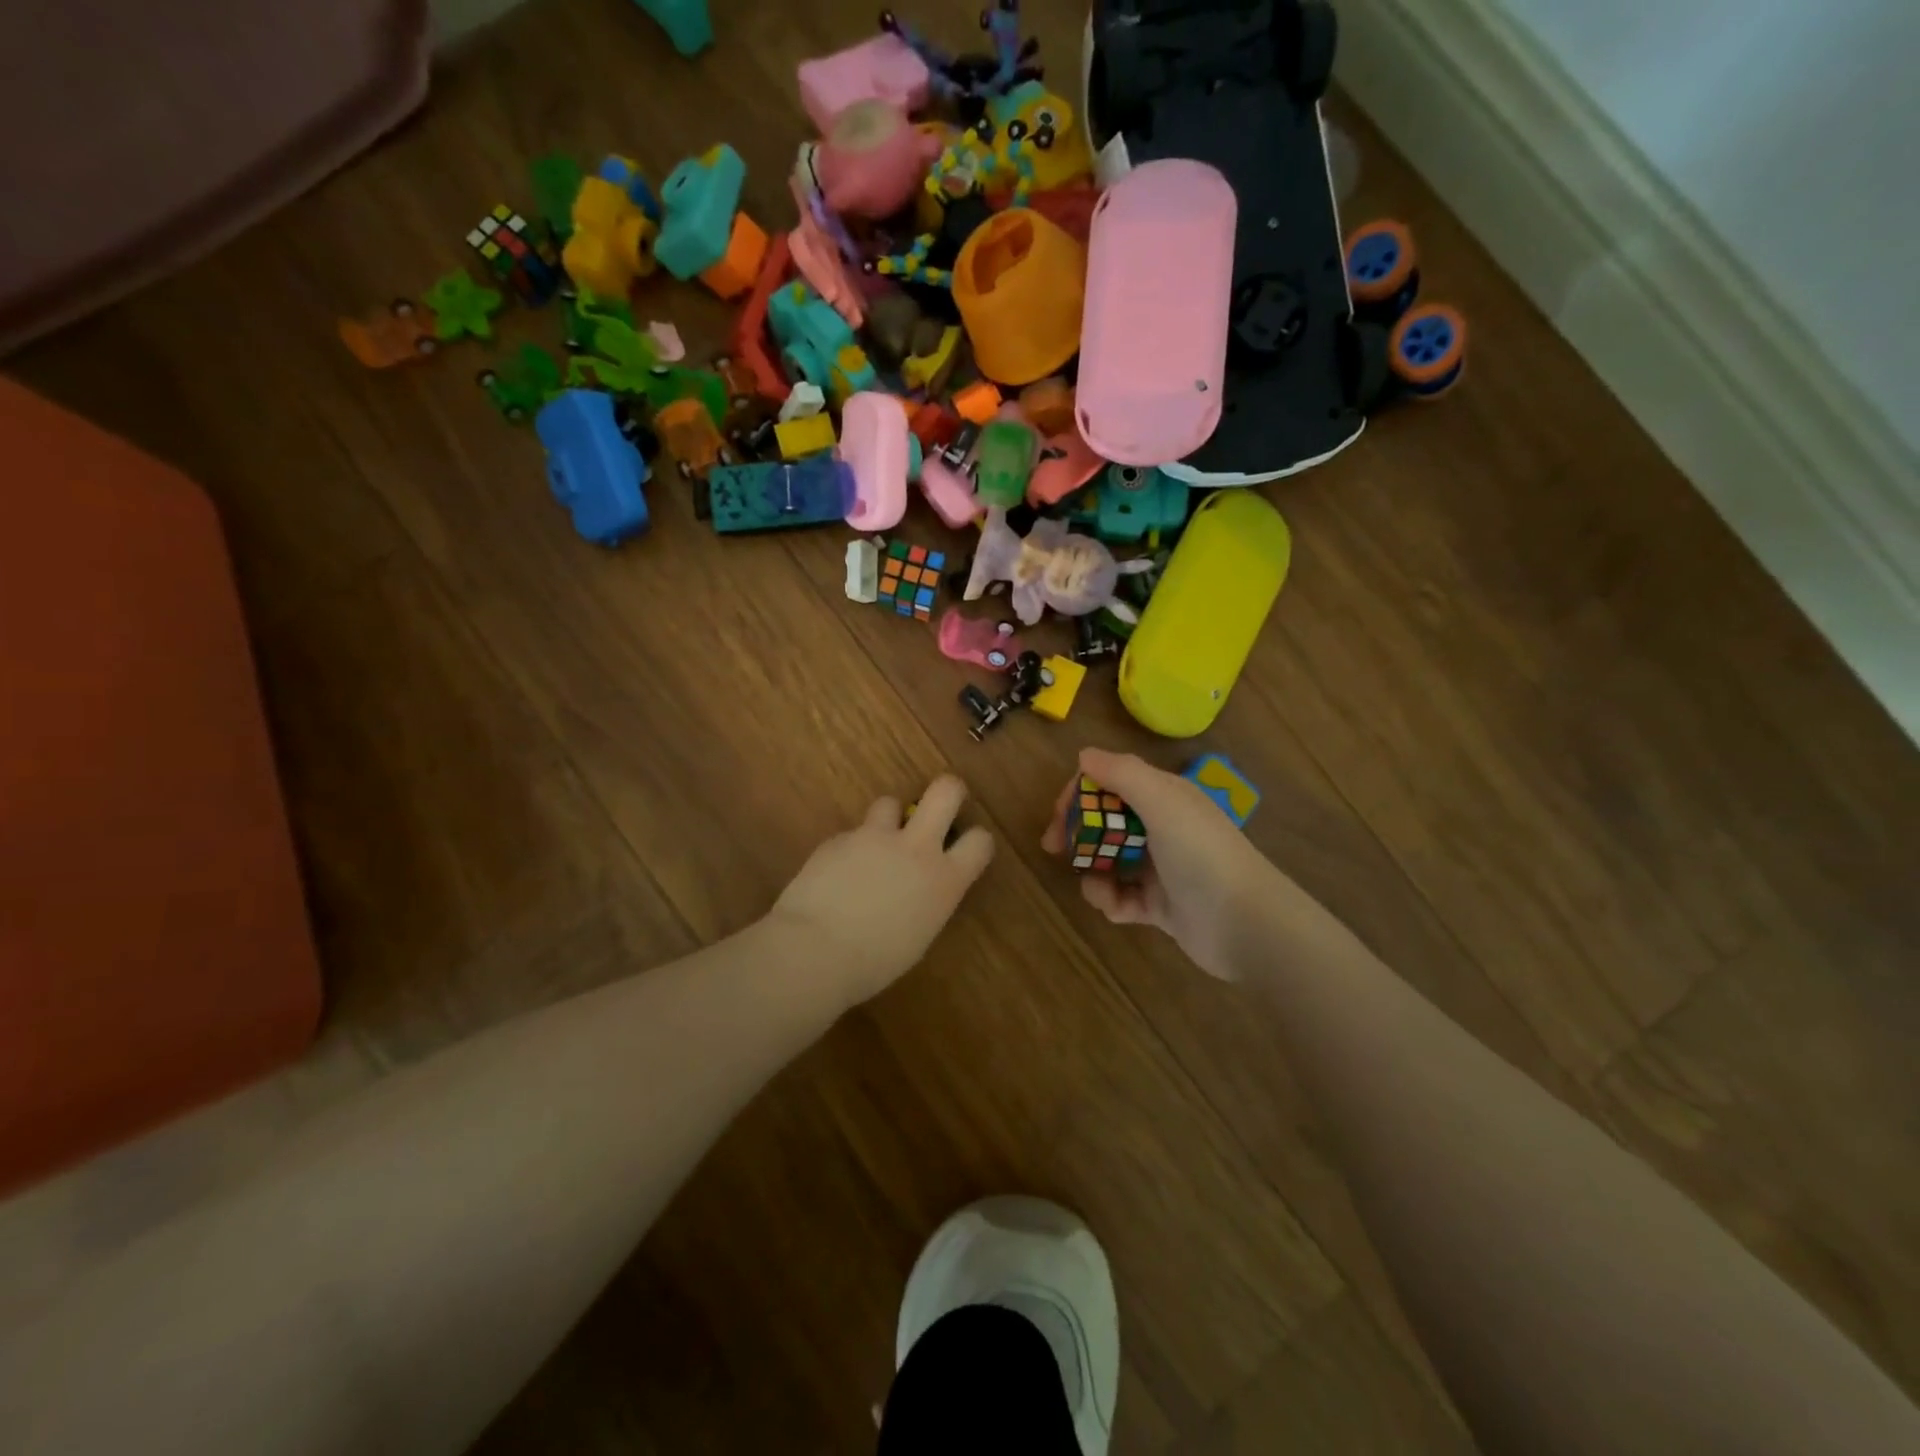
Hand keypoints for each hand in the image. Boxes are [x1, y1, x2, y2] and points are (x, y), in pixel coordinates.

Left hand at [770, 775, 994, 1006]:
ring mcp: (874, 837)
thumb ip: (926, 901)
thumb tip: (918, 890)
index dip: (976, 840)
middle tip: (940, 805)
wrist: (814, 951)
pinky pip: (852, 835)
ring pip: (890, 803)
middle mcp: (916, 847)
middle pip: (946, 791)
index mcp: (944, 880)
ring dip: (888, 820)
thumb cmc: (873, 963)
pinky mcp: (839, 838)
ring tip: (875, 845)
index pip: (981, 841)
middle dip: (948, 791)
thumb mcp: (918, 936)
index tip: (965, 847)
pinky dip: (850, 849)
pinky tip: (835, 876)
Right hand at [1041, 748, 1274, 978]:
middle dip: (1079, 833)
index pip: (1111, 782)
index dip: (1080, 793)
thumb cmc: (1201, 854)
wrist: (1246, 925)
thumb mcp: (1162, 802)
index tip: (1057, 814)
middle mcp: (1162, 828)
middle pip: (1106, 821)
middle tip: (1054, 848)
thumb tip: (1085, 754)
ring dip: (1094, 872)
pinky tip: (1118, 908)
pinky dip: (1112, 901)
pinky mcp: (1159, 906)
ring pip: (1110, 861)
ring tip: (1098, 888)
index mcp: (1164, 798)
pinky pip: (1122, 897)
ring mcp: (1161, 869)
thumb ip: (1123, 773)